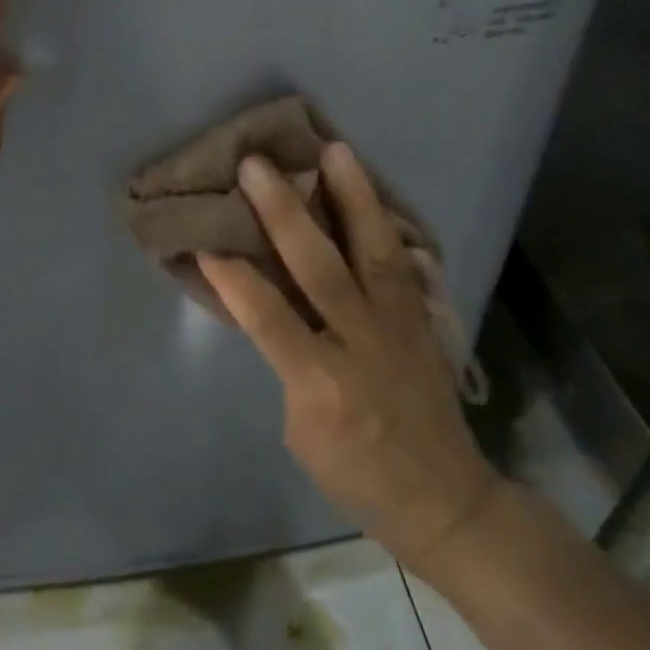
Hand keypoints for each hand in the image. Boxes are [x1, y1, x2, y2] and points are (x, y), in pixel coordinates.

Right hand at [198, 146, 499, 567]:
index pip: (268, 316)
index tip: (204, 236)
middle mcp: (361, 344)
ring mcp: (399, 326)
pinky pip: (401, 261)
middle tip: (256, 166)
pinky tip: (368, 188)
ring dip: (353, 196)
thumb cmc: (357, 476)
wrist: (445, 500)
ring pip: (374, 251)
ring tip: (334, 149)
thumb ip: (287, 364)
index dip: (233, 275)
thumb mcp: (301, 433)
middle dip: (284, 212)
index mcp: (322, 384)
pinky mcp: (422, 319)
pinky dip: (383, 221)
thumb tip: (270, 307)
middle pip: (320, 269)